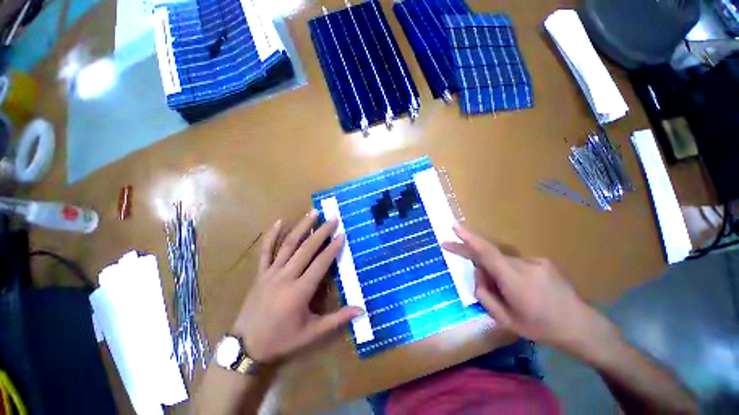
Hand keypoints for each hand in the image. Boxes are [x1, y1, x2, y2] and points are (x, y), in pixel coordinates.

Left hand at [231, 210, 362, 362]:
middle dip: (321, 232)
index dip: (332, 248)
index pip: (320, 263)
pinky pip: (265, 251)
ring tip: (313, 212)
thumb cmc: (282, 340)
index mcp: (300, 291)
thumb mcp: (312, 333)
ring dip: (302, 227)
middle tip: (333, 218)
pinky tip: (279, 222)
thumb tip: (361, 310)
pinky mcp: (260, 274)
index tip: (342, 234)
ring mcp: (271, 273)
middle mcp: (286, 277)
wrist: (246, 347)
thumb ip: (337, 319)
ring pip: (288, 245)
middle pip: (306, 249)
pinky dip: (272, 235)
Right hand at [442, 224, 615, 353]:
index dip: (469, 239)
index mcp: (515, 281)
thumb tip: (478, 272)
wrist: (581, 326)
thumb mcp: (505, 320)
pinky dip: (510, 272)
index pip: (487, 253)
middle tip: (460, 257)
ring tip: (510, 293)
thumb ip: (484, 294)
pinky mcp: (543, 261)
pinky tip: (523, 289)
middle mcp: (525, 265)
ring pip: (503, 261)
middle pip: (491, 257)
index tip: (454, 227)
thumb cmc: (540, 327)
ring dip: (497, 272)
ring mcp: (537, 261)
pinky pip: (516, 263)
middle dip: (477, 262)